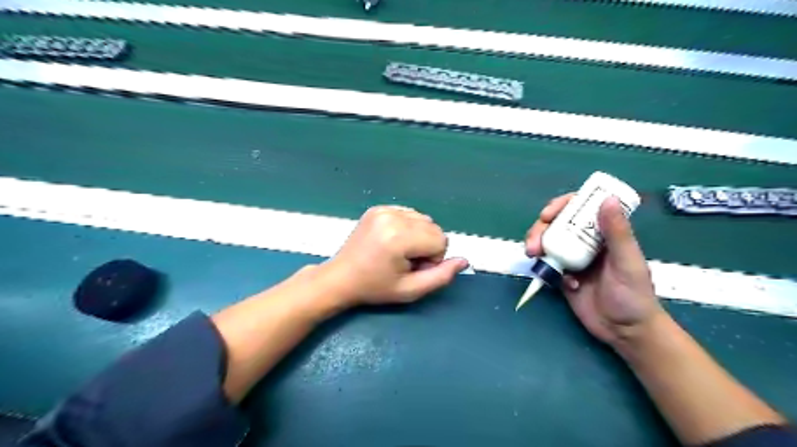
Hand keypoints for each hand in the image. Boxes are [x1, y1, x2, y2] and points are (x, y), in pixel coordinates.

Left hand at [318, 204, 468, 306]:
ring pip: (423, 219)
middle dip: (427, 246)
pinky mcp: (378, 207)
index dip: (433, 259)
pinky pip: (409, 214)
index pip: (441, 240)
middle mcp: (393, 216)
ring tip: (398, 251)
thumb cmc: (375, 288)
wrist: (341, 278)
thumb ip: (441, 276)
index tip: (413, 269)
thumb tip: (464, 260)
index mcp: (399, 237)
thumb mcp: (410, 290)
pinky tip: (392, 241)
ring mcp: (384, 209)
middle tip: (405, 262)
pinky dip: (407, 227)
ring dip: (418, 236)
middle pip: (434, 227)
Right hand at [527, 194, 663, 344]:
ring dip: (536, 245)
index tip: (547, 214)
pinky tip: (560, 283)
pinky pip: (547, 265)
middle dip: (540, 229)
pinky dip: (545, 268)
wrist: (625, 331)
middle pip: (556, 224)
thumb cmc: (634, 295)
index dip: (561, 206)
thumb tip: (607, 198)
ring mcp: (572, 259)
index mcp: (603, 233)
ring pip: (548, 242)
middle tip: (533, 243)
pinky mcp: (562, 276)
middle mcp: (585, 242)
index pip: (580, 209)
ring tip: (533, 256)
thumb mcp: (627, 262)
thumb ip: (617, 232)